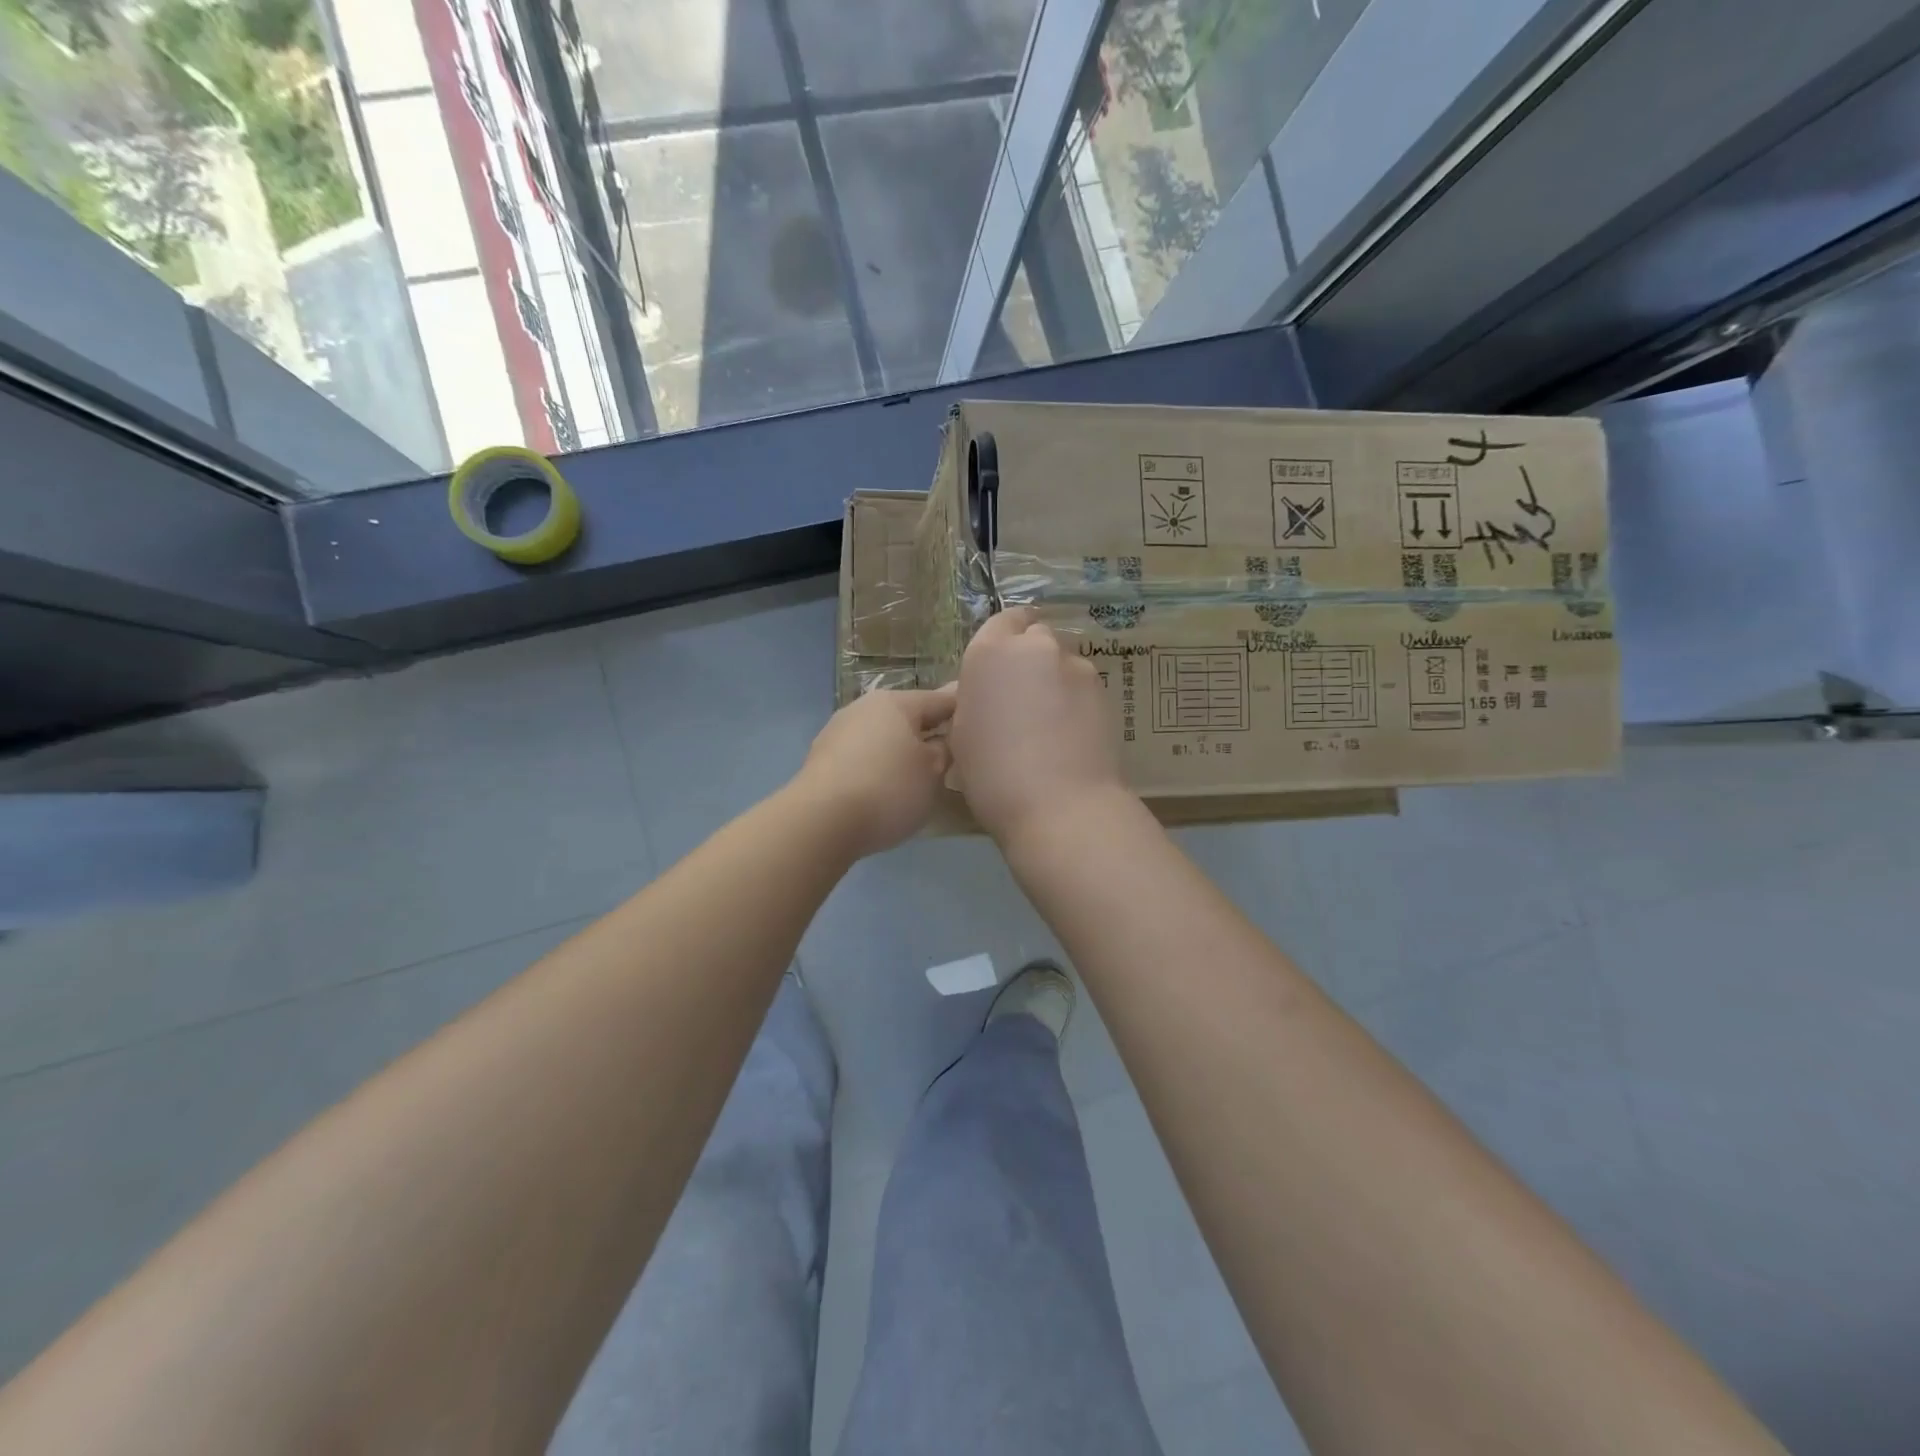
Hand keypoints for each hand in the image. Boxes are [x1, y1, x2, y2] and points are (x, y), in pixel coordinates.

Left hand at [794, 686, 957, 856]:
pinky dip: (879, 768)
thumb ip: (946, 750)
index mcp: (896, 702)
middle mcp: (864, 708)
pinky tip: (888, 788)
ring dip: (902, 751)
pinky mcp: (822, 761)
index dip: (964, 711)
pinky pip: (863, 758)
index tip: (982, 722)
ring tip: (923, 775)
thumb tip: (946, 738)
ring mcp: (838, 733)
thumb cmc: (888, 788)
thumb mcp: (933, 772)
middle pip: (908, 717)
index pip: (941, 700)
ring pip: (883, 737)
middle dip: (930, 732)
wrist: (821, 822)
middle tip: (955, 753)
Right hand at [949, 607, 1125, 846]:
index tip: (1001, 668)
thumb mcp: (962, 736)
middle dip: (1030, 658)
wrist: (1060, 807)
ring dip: (1055, 680)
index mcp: (990, 653)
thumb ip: (976, 699)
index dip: (1003, 641)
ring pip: (1062, 662)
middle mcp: (1035, 649)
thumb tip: (991, 695)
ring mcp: (1076, 667)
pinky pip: (1083, 687)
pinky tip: (1070, 735)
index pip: (1002, 622)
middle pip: (1035, 637)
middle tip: (1023, 698)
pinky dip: (1076, 701)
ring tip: (1050, 724)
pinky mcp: (1105, 691)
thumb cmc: (993, 776)